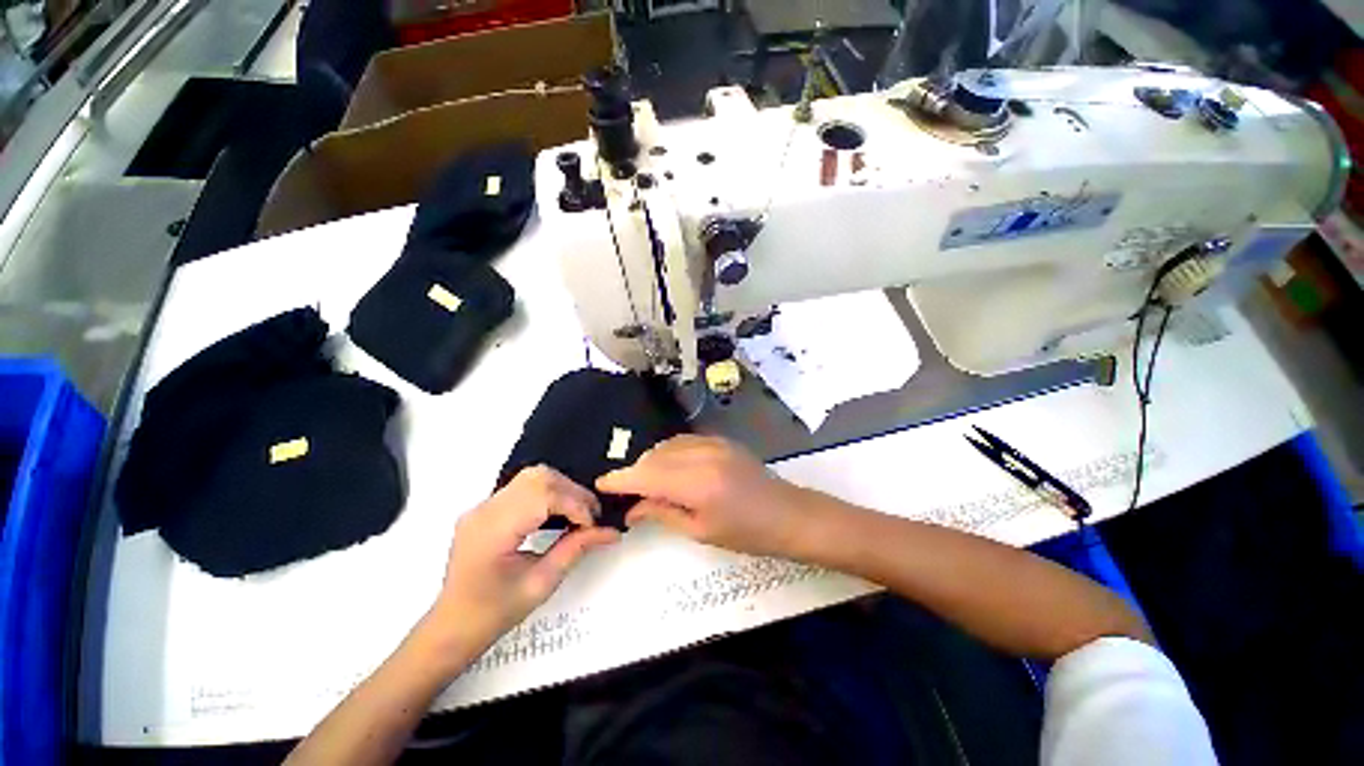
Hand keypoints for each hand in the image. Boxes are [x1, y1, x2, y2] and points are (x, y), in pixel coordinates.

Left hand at [427, 466, 619, 653]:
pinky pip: (524, 487)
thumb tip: (610, 531)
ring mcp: (483, 506)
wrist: (451, 626)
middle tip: (590, 516)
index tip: (594, 525)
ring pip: (532, 477)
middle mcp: (485, 509)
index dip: (575, 505)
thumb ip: (575, 550)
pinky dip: (549, 493)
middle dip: (572, 492)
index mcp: (493, 531)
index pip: (543, 496)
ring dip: (562, 489)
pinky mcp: (487, 508)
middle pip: (539, 478)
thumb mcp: (541, 584)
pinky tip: (558, 512)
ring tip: (577, 513)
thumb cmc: (493, 613)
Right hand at [596, 435, 809, 557]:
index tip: (601, 483)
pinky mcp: (720, 439)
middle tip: (628, 493)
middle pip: (654, 456)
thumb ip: (662, 513)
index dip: (620, 479)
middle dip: (635, 472)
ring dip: (651, 461)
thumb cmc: (746, 533)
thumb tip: (631, 509)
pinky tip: (669, 467)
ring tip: (648, 483)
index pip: (646, 474)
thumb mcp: (700, 530)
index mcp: (697, 483)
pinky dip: (668, 452)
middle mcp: (702, 455)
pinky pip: (683, 440)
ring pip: (666, 445)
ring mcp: (713, 442)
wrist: (787, 513)